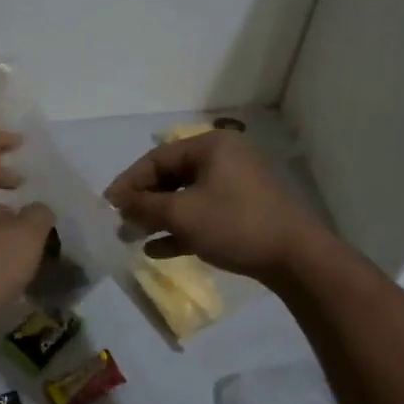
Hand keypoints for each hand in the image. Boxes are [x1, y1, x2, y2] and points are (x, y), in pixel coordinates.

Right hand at [104, 131, 329, 283]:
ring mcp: (236, 185)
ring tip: (133, 238)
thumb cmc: (234, 224)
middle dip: (144, 202)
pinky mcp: (244, 210)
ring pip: (186, 197)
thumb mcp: (182, 214)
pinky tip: (158, 250)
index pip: (158, 158)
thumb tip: (120, 203)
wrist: (295, 257)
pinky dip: (181, 228)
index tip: (108, 205)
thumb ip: (145, 207)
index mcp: (211, 146)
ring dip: (159, 217)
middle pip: (172, 177)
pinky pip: (203, 213)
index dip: (129, 181)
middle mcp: (224, 158)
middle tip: (120, 223)